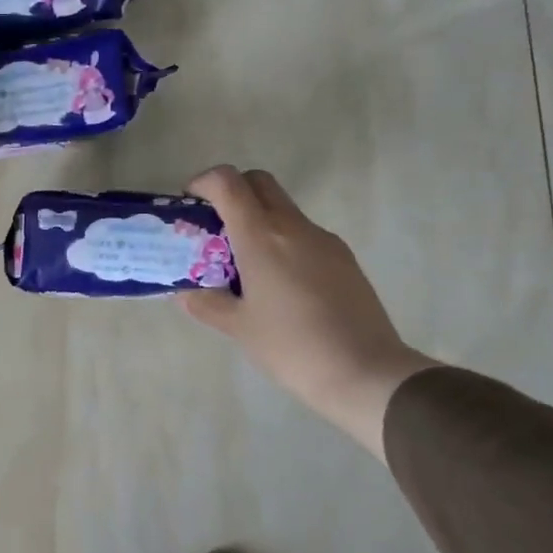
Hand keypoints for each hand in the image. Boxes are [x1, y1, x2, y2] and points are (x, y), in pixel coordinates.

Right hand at [182, 165, 436, 457]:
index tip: (191, 205)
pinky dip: (283, 241)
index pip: (228, 182)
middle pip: (258, 182)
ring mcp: (323, 240)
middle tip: (215, 229)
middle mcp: (293, 226)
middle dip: (232, 192)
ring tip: (245, 265)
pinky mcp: (343, 257)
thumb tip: (187, 292)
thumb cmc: (291, 347)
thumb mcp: (239, 328)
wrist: (365, 370)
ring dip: (258, 220)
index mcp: (261, 236)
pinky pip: (304, 234)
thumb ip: (207, 303)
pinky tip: (280, 285)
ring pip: (283, 209)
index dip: (204, 182)